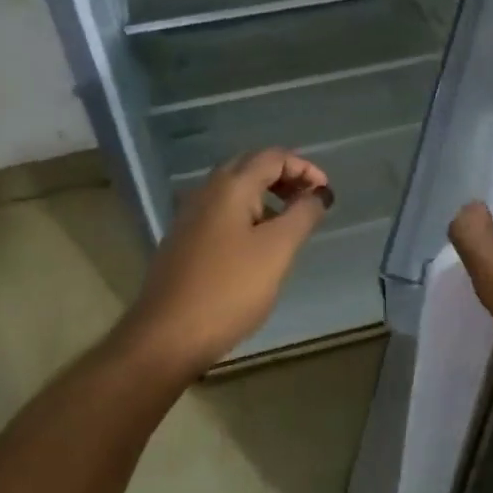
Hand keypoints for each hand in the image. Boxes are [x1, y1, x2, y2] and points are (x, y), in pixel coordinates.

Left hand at [116, 148, 332, 378]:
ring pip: (235, 191)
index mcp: (230, 187)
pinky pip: (222, 214)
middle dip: (285, 177)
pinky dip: (248, 216)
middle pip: (250, 167)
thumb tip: (318, 193)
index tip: (326, 193)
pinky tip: (259, 245)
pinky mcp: (184, 242)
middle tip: (310, 200)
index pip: (272, 157)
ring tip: (291, 223)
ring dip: (267, 197)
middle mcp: (206, 192)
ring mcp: (190, 217)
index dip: (304, 168)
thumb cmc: (229, 289)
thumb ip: (302, 215)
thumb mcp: (277, 250)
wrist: (167, 336)